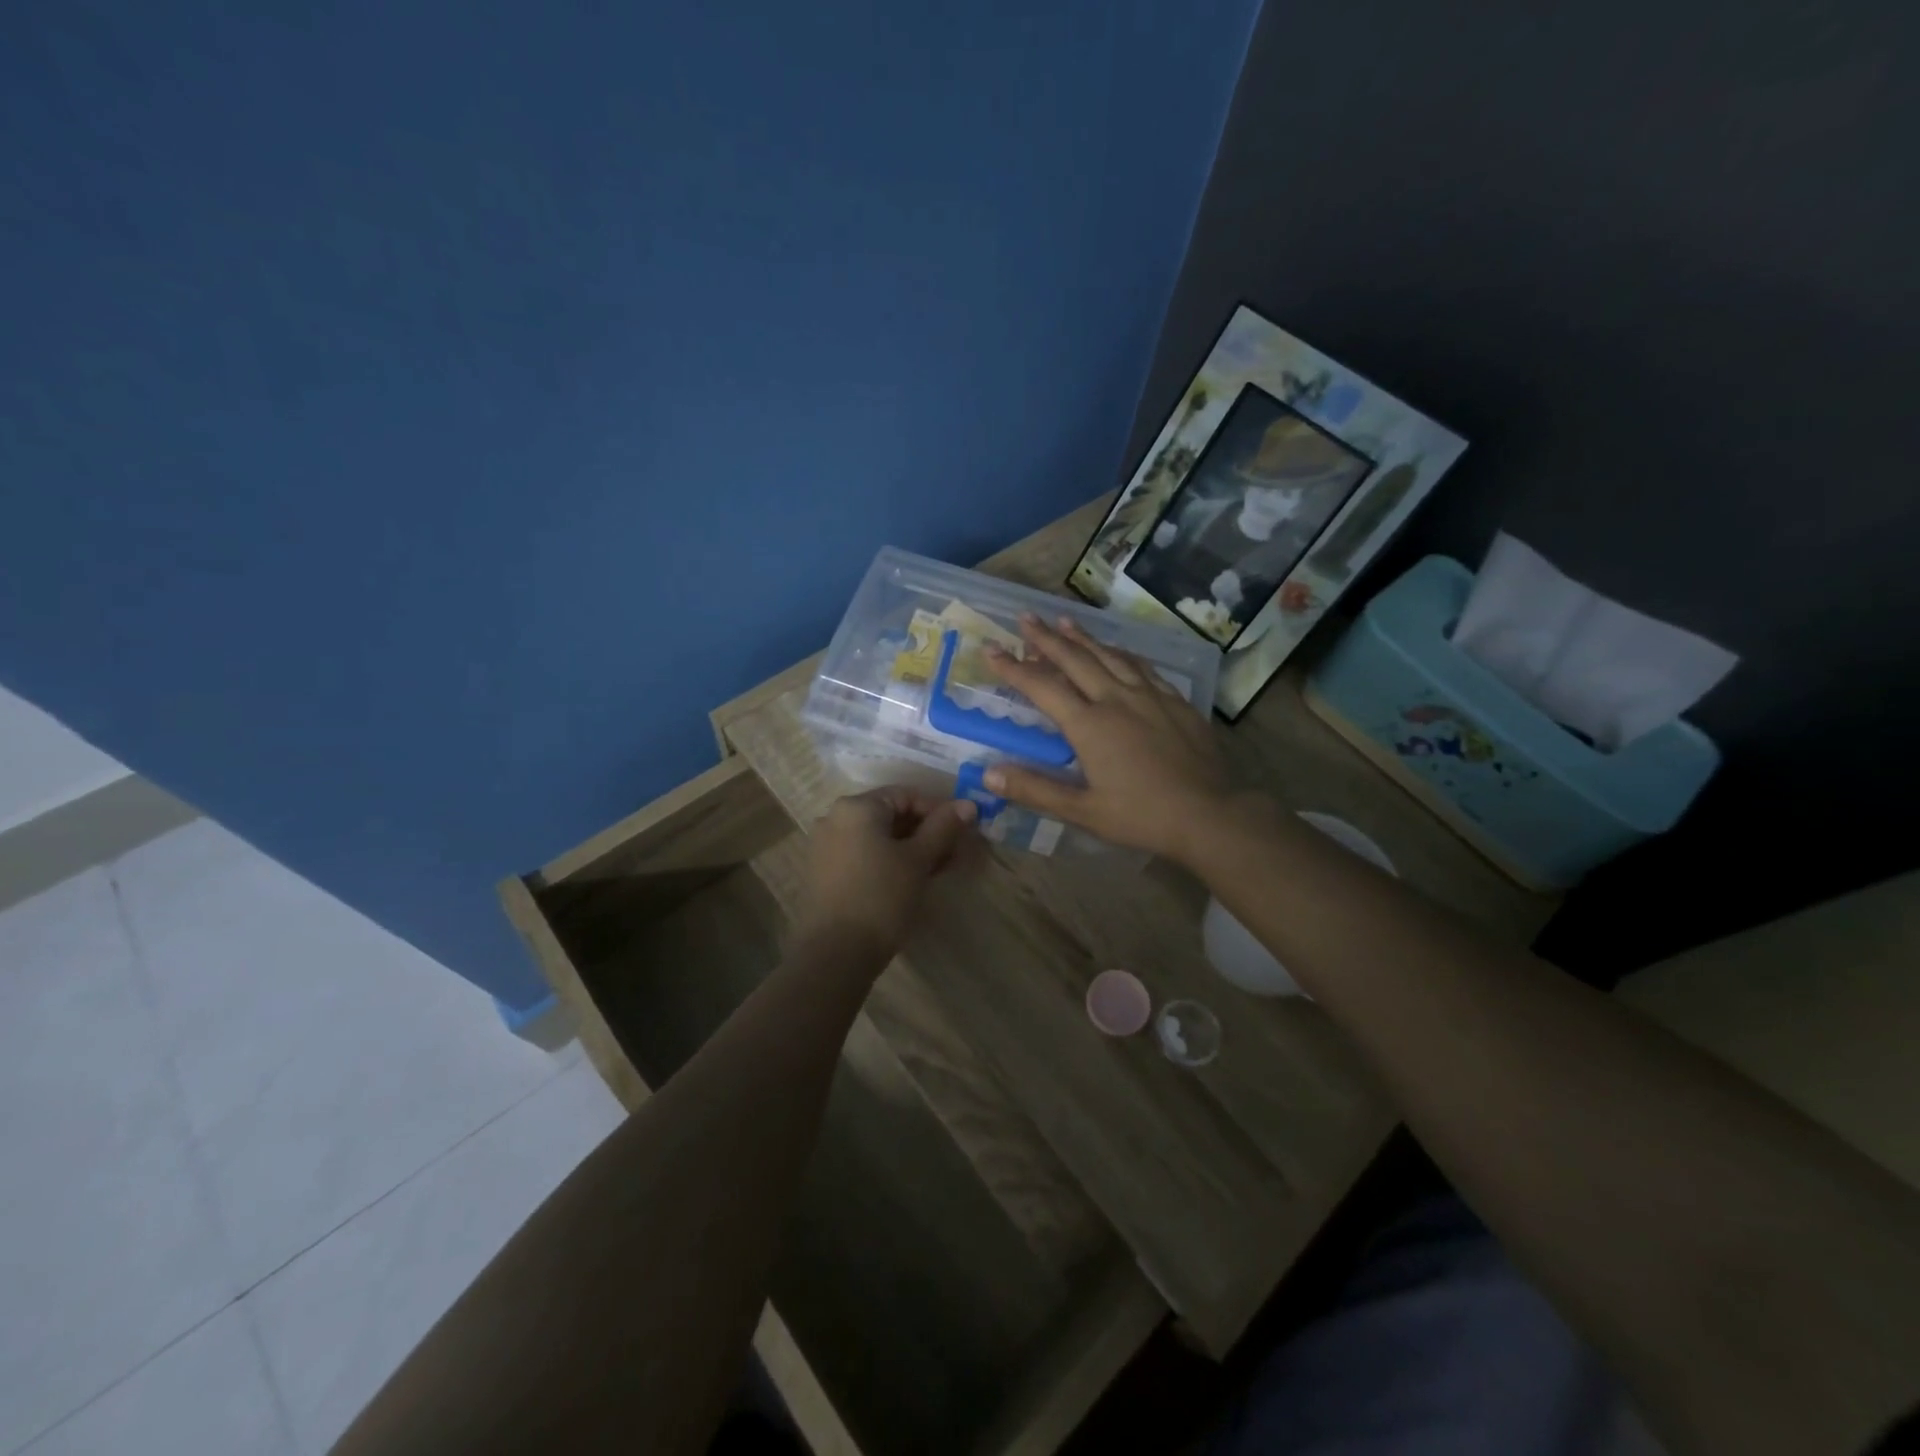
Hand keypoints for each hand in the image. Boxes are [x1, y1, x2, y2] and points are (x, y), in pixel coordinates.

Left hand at [795, 787, 977, 964]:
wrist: (835, 953)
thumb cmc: (881, 897)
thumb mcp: (918, 860)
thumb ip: (943, 828)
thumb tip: (968, 804)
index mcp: (857, 807)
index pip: (907, 795)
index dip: (939, 811)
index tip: (963, 832)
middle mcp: (835, 818)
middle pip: (891, 815)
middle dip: (926, 832)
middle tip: (955, 853)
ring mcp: (825, 846)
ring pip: (878, 837)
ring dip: (910, 848)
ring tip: (938, 870)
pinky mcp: (824, 872)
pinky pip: (863, 854)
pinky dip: (889, 861)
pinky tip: (910, 881)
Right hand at [983, 614, 1235, 862]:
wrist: (1210, 813)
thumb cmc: (1142, 815)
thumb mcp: (1083, 811)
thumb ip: (1035, 790)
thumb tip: (988, 775)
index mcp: (1089, 725)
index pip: (1042, 687)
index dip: (1013, 668)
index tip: (991, 649)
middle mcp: (1116, 699)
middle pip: (1075, 659)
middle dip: (1046, 637)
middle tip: (1025, 617)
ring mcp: (1149, 695)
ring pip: (1109, 655)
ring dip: (1083, 637)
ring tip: (1064, 620)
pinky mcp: (1174, 700)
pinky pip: (1141, 666)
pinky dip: (1121, 652)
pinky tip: (1117, 649)